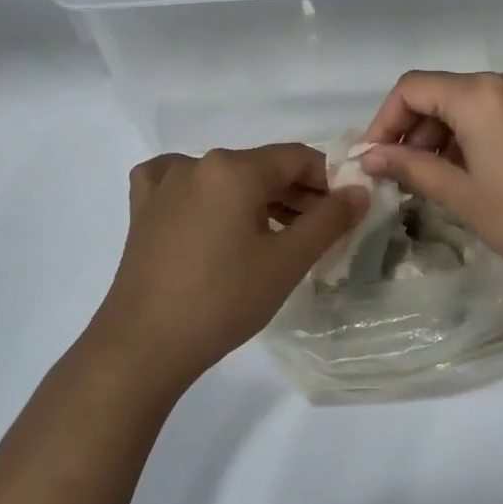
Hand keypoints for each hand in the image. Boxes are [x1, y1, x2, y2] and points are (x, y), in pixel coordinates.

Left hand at [88, 145, 367, 392]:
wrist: (145, 345)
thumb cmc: (223, 299)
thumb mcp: (288, 261)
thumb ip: (330, 219)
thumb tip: (359, 190)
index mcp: (234, 168)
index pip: (298, 158)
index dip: (328, 182)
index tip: (344, 213)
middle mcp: (197, 163)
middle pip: (262, 168)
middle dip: (296, 195)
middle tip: (317, 233)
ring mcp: (164, 184)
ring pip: (226, 179)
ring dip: (258, 200)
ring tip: (277, 238)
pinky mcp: (143, 209)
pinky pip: (183, 186)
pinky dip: (206, 196)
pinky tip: (212, 216)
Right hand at [359, 68, 502, 294]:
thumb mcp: (463, 196)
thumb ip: (411, 168)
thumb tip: (370, 158)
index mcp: (481, 94)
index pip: (413, 88)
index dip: (385, 121)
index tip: (374, 159)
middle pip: (445, 93)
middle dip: (416, 131)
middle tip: (404, 176)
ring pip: (476, 102)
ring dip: (448, 134)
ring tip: (441, 179)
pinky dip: (481, 133)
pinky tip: (481, 171)